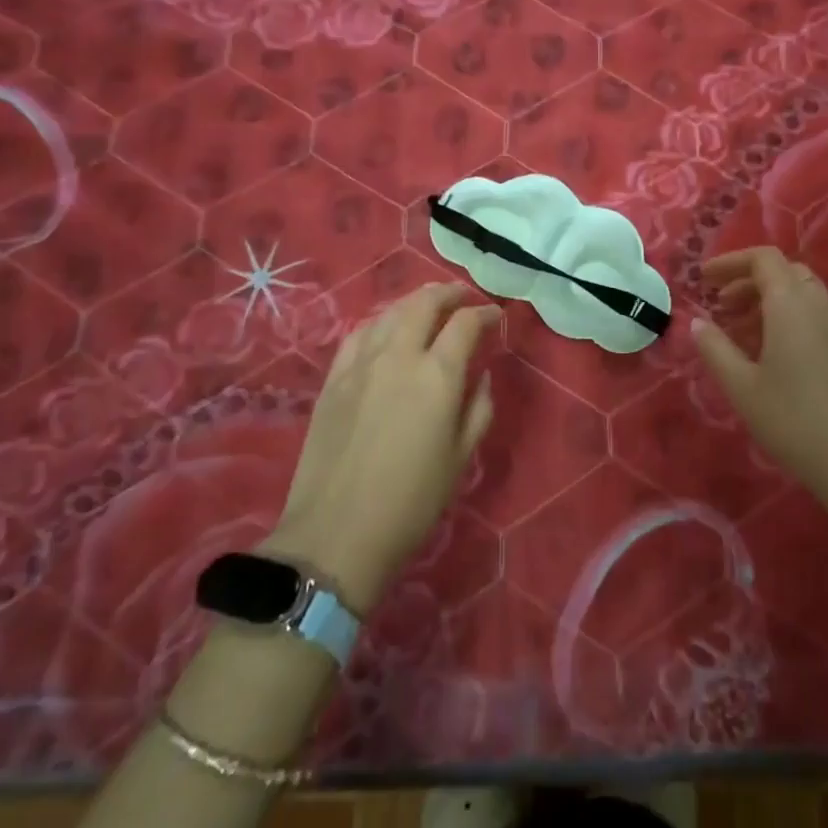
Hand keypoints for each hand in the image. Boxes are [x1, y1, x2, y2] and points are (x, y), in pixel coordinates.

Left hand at [263, 282, 498, 613]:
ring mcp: (360, 364)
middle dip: (448, 293)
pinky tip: (385, 329)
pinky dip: (379, 322)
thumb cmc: (412, 503)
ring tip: (428, 305)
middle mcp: (399, 357)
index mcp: (438, 376)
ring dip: (414, 302)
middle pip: (424, 304)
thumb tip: (482, 376)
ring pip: (389, 313)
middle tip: (463, 296)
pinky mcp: (333, 379)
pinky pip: (358, 334)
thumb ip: (479, 409)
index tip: (495, 316)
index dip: (484, 313)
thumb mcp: (461, 458)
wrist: (336, 534)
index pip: (465, 324)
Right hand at [690, 247, 827, 511]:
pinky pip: (814, 315)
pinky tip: (770, 353)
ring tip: (739, 331)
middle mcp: (819, 306)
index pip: (763, 259)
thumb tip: (697, 322)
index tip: (704, 279)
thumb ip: (715, 348)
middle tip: (721, 305)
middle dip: (748, 280)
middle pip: (784, 272)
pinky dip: (787, 317)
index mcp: (791, 305)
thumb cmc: (791, 420)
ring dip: (768, 300)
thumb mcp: (741, 386)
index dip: (731, 262)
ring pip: (801, 293)